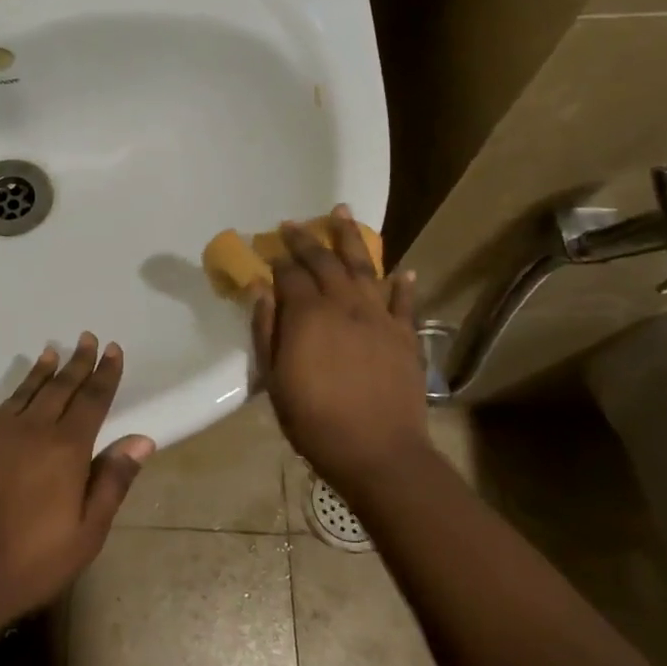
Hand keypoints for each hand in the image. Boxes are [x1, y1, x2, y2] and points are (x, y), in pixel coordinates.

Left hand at [0, 333, 153, 630]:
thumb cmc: (32, 563)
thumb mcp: (87, 533)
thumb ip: (113, 481)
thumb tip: (142, 439)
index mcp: (66, 449)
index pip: (92, 401)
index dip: (105, 374)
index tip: (113, 349)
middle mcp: (31, 429)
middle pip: (60, 388)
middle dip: (77, 363)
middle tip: (87, 339)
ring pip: (21, 391)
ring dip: (38, 370)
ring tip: (50, 350)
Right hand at [252, 206, 429, 498]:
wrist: (378, 452)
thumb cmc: (315, 420)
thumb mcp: (275, 379)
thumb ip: (266, 330)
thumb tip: (261, 290)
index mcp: (308, 314)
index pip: (290, 274)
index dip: (278, 258)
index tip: (269, 246)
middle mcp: (345, 304)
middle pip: (325, 261)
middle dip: (307, 238)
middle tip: (294, 223)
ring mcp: (379, 316)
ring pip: (365, 266)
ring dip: (351, 238)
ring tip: (342, 213)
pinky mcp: (405, 335)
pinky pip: (404, 301)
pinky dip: (402, 283)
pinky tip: (401, 270)